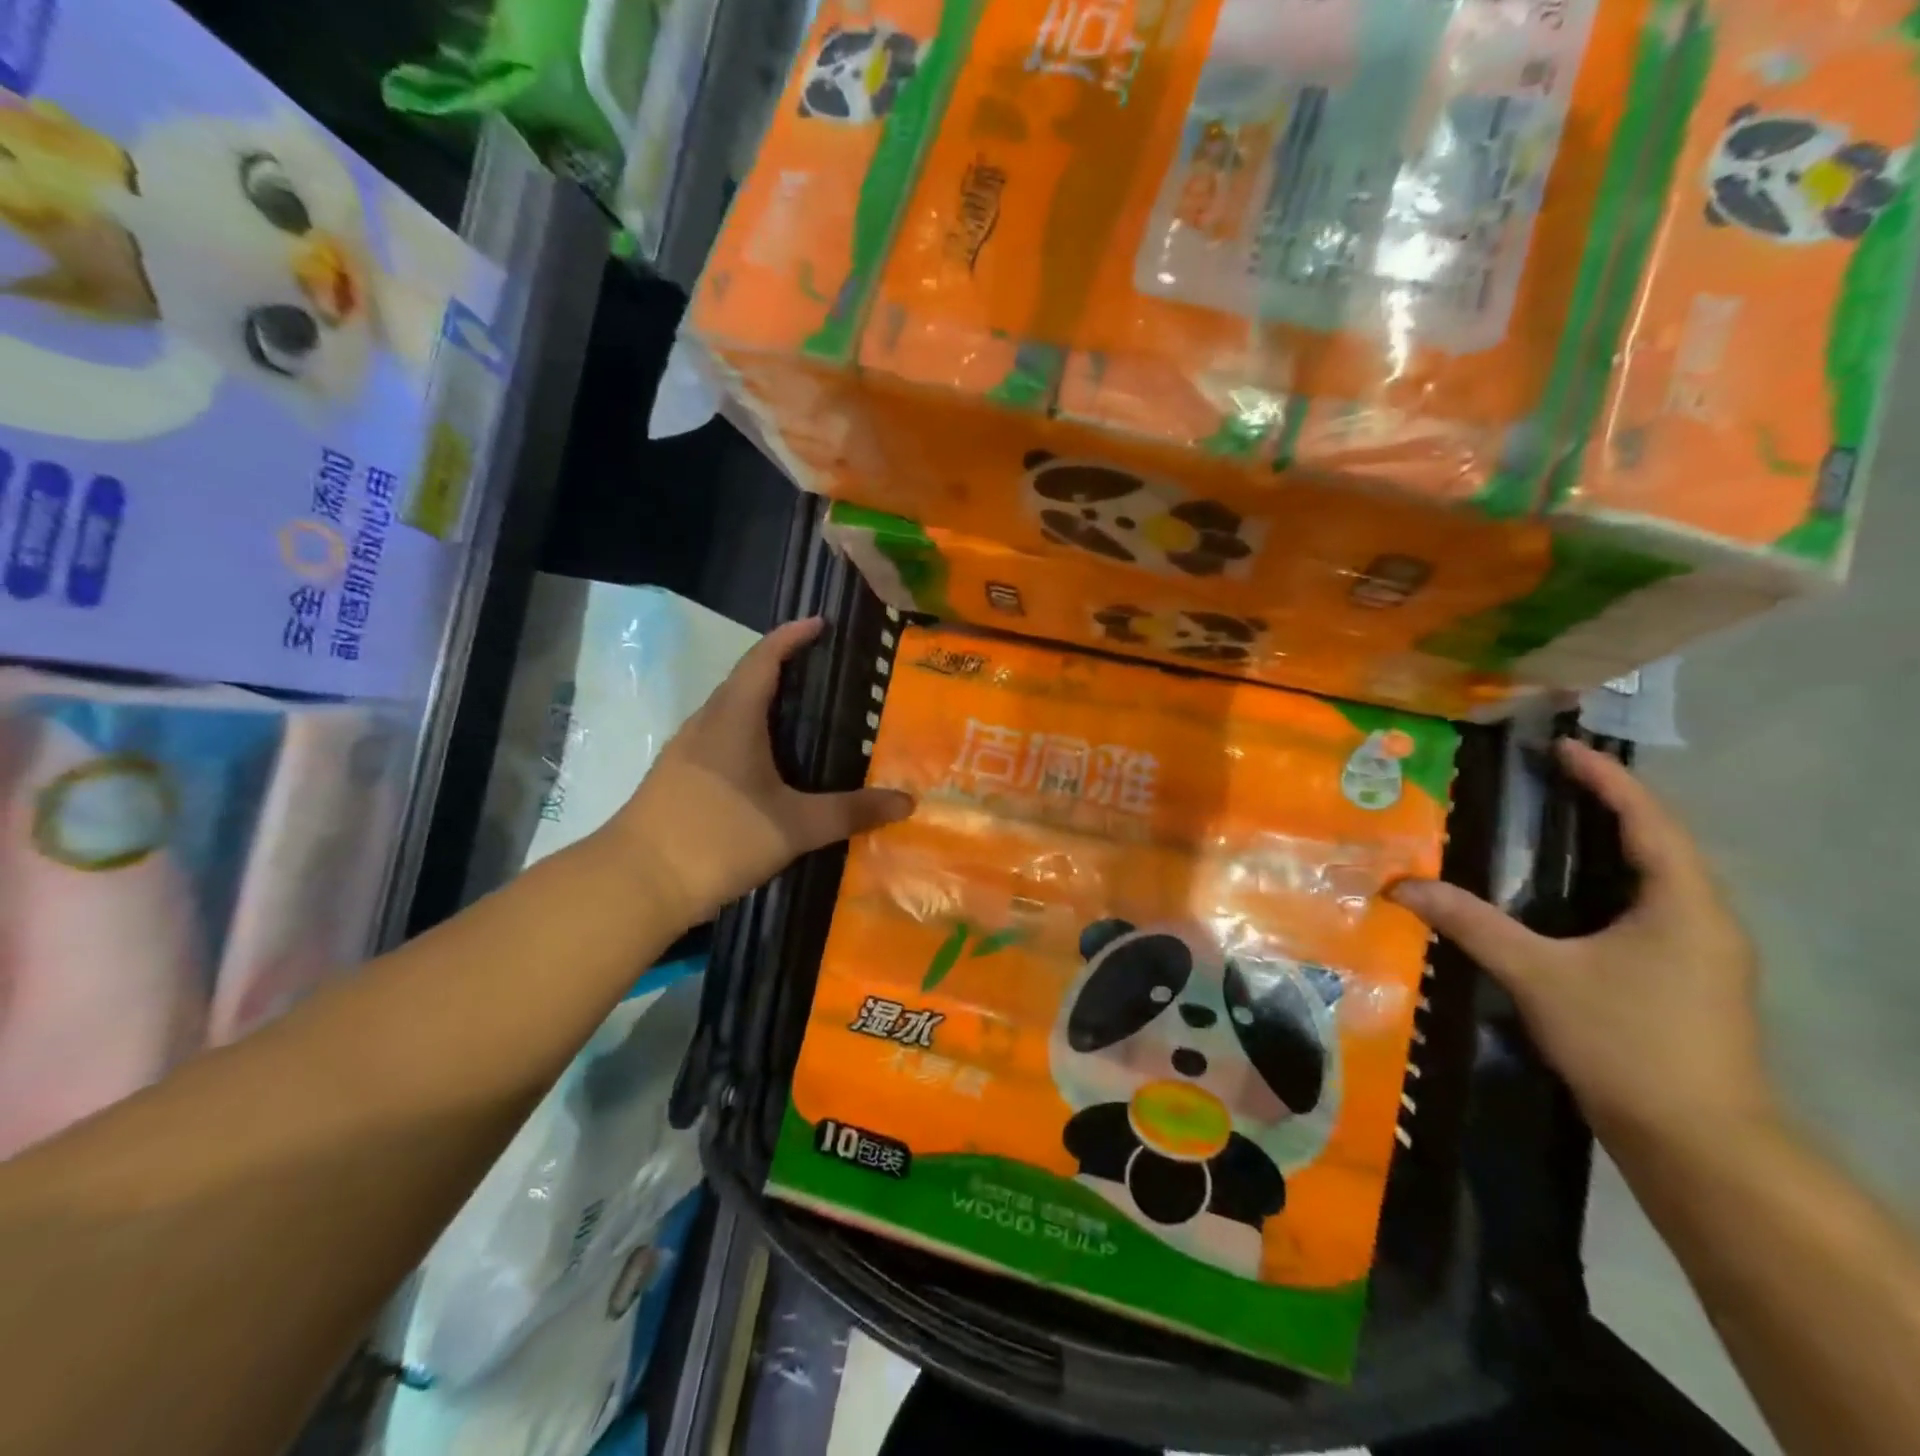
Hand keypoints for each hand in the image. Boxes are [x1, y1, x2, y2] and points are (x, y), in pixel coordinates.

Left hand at [604, 617, 913, 923]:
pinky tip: (770, 766)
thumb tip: (906, 802)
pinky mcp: (677, 780)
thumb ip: (850, 812)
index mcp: (733, 719)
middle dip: (783, 669)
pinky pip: (720, 741)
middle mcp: (706, 725)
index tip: (820, 623)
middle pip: (746, 681)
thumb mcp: (794, 826)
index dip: (792, 636)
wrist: (636, 884)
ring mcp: (686, 753)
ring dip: (764, 705)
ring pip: (730, 713)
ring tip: (804, 719)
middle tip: (826, 675)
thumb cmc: (717, 838)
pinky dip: (750, 737)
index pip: (763, 659)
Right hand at [1389, 740, 1773, 1153]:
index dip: (1605, 778)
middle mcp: (1705, 919)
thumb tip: (1402, 886)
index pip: (1647, 820)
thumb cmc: (1626, 1041)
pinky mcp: (1688, 981)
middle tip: (1548, 779)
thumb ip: (1470, 923)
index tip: (1561, 747)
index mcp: (1684, 903)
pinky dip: (1610, 884)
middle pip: (1658, 843)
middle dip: (1607, 805)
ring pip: (1656, 879)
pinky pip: (1648, 910)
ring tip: (1556, 823)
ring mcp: (1702, 954)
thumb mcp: (1537, 974)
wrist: (1697, 1142)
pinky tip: (1569, 894)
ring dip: (1611, 845)